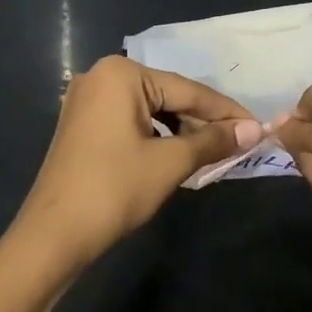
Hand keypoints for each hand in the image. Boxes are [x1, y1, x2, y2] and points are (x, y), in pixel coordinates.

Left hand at [10, 56, 261, 269]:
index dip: (226, 112)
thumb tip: (255, 130)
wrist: (53, 236)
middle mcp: (101, 76)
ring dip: (182, 131)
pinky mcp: (83, 125)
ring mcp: (88, 101)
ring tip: (215, 151)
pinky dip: (158, 137)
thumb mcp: (170, 163)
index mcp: (121, 74)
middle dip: (204, 122)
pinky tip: (179, 154)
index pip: (187, 90)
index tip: (258, 126)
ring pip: (150, 110)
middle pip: (168, 96)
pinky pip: (131, 122)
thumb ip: (213, 141)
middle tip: (240, 142)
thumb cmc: (114, 190)